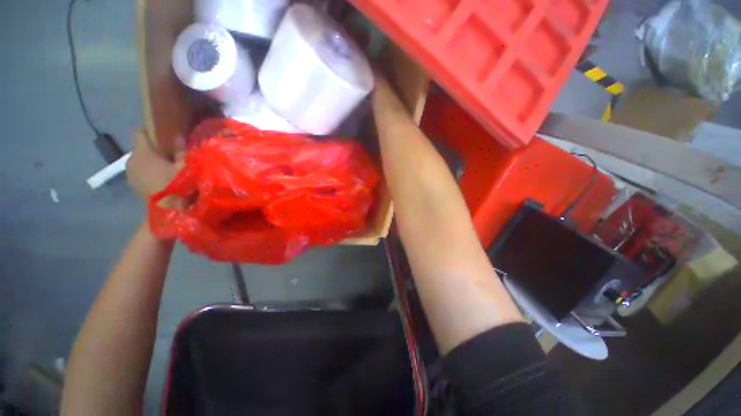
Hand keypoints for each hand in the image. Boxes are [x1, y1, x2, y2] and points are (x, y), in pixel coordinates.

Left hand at [126, 131, 182, 198]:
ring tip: (167, 168)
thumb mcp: (185, 167)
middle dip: (154, 149)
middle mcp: (131, 159)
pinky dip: (149, 172)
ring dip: (152, 162)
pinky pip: (140, 172)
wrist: (167, 211)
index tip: (165, 134)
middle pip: (141, 148)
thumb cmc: (177, 185)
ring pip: (141, 161)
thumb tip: (179, 136)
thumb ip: (181, 151)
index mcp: (142, 152)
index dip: (151, 131)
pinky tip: (162, 179)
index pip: (140, 132)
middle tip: (171, 154)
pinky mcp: (133, 185)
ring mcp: (130, 173)